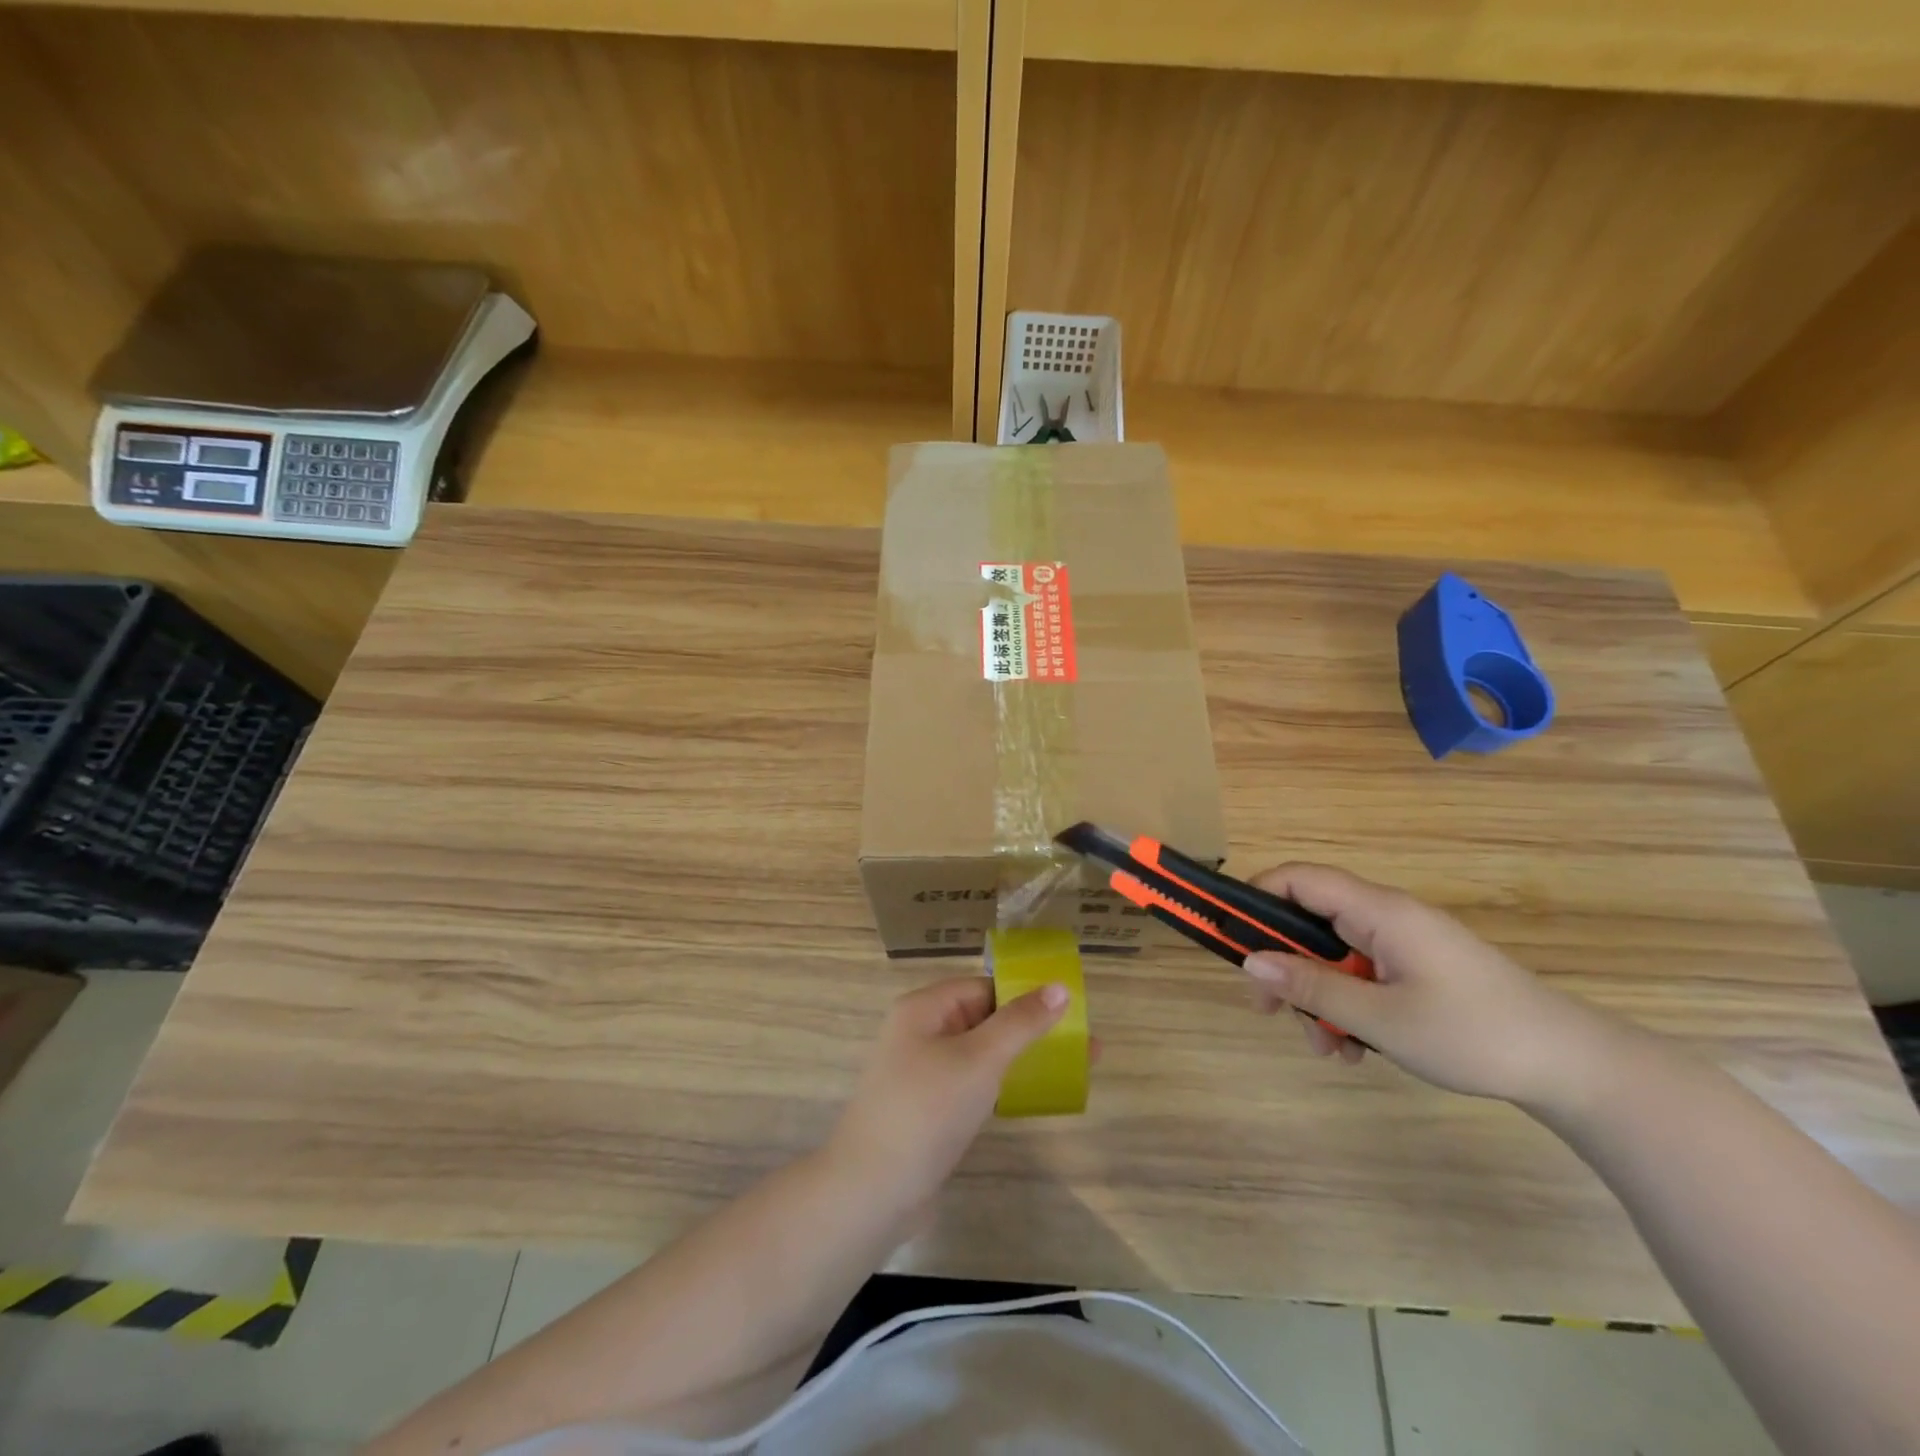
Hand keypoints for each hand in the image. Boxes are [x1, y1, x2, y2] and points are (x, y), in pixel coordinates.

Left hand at [828, 976, 1074, 1216]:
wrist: (872, 1192)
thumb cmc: (927, 1110)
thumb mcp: (979, 1059)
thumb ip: (1020, 1023)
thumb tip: (1059, 986)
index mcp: (924, 1008)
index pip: (983, 987)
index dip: (1024, 994)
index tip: (1070, 1010)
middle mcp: (920, 1033)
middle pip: (983, 1018)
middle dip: (1030, 1028)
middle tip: (1082, 1043)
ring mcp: (923, 1073)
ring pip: (980, 1054)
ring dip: (1021, 1058)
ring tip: (1071, 1069)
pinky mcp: (929, 1110)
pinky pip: (972, 1085)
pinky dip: (1002, 1086)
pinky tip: (1032, 1098)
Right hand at [1243, 863, 1617, 1105]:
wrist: (1574, 1068)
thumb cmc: (1473, 1034)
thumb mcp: (1381, 1017)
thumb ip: (1312, 986)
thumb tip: (1251, 960)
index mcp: (1379, 911)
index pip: (1299, 878)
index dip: (1257, 897)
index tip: (1233, 938)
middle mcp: (1387, 917)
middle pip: (1311, 921)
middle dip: (1286, 965)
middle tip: (1270, 1010)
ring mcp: (1405, 944)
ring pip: (1335, 955)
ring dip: (1318, 997)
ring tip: (1327, 1048)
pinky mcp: (1419, 969)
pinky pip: (1363, 974)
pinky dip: (1349, 1005)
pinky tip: (1357, 1049)